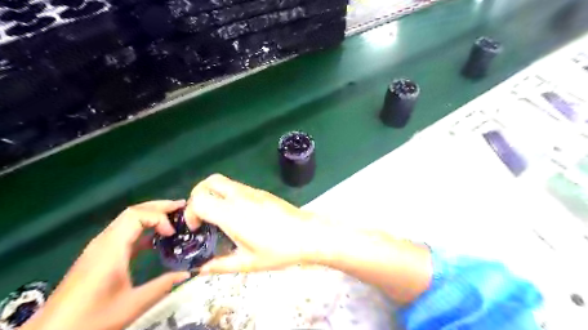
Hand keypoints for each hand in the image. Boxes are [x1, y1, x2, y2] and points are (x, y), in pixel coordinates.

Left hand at [23, 200, 188, 329]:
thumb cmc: (91, 319)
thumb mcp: (132, 305)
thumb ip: (162, 286)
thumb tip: (187, 273)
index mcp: (110, 249)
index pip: (136, 216)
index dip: (159, 218)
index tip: (172, 232)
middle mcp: (103, 242)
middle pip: (132, 212)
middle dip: (158, 207)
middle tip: (181, 207)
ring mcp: (99, 248)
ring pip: (127, 220)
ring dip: (150, 215)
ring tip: (172, 217)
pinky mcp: (98, 255)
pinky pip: (123, 232)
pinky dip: (142, 228)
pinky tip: (155, 238)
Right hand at [186, 176, 327, 272]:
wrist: (307, 234)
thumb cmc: (279, 250)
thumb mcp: (248, 263)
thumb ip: (221, 265)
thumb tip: (201, 269)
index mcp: (233, 214)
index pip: (200, 200)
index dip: (191, 212)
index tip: (196, 228)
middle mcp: (240, 197)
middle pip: (209, 182)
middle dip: (198, 195)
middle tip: (201, 215)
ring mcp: (252, 192)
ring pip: (224, 181)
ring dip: (213, 193)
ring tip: (217, 215)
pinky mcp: (261, 192)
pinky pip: (237, 187)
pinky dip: (227, 194)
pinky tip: (236, 214)